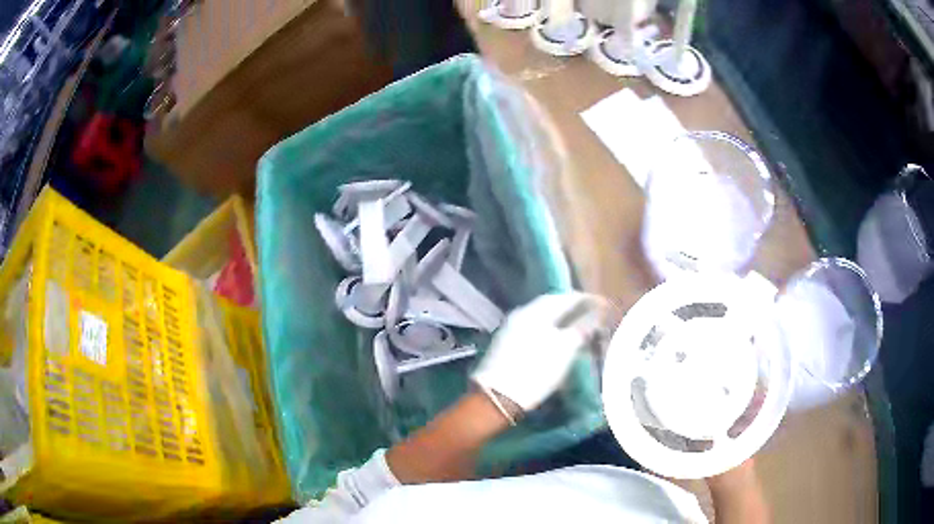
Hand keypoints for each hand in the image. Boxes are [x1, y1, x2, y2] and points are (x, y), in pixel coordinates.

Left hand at [471, 292, 605, 412]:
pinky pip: (532, 330)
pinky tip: (556, 340)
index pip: (563, 297)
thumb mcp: (565, 349)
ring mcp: (510, 329)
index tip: (600, 303)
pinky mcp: (506, 345)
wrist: (497, 397)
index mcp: (535, 311)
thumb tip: (596, 313)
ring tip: (576, 328)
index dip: (583, 299)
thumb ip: (581, 328)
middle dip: (571, 308)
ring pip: (540, 318)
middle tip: (589, 314)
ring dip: (559, 320)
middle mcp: (521, 315)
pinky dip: (548, 330)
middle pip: (550, 305)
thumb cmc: (536, 371)